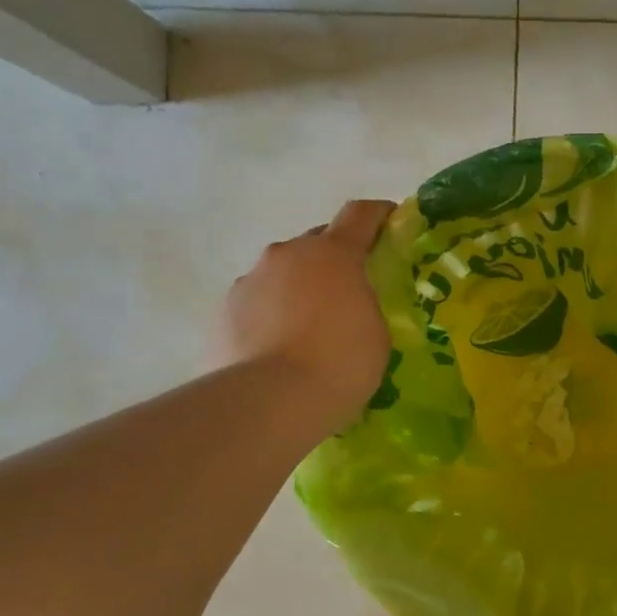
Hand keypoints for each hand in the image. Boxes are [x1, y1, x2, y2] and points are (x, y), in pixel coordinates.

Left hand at [222, 200, 395, 428]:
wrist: (271, 401)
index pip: (360, 215)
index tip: (391, 221)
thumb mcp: (376, 332)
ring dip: (300, 288)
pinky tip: (281, 346)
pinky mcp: (224, 310)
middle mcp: (287, 254)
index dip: (378, 214)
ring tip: (310, 327)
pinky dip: (273, 314)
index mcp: (333, 253)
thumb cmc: (341, 362)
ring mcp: (250, 280)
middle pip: (317, 242)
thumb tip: (350, 302)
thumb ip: (365, 303)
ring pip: (283, 273)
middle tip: (350, 290)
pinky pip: (259, 302)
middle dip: (335, 259)